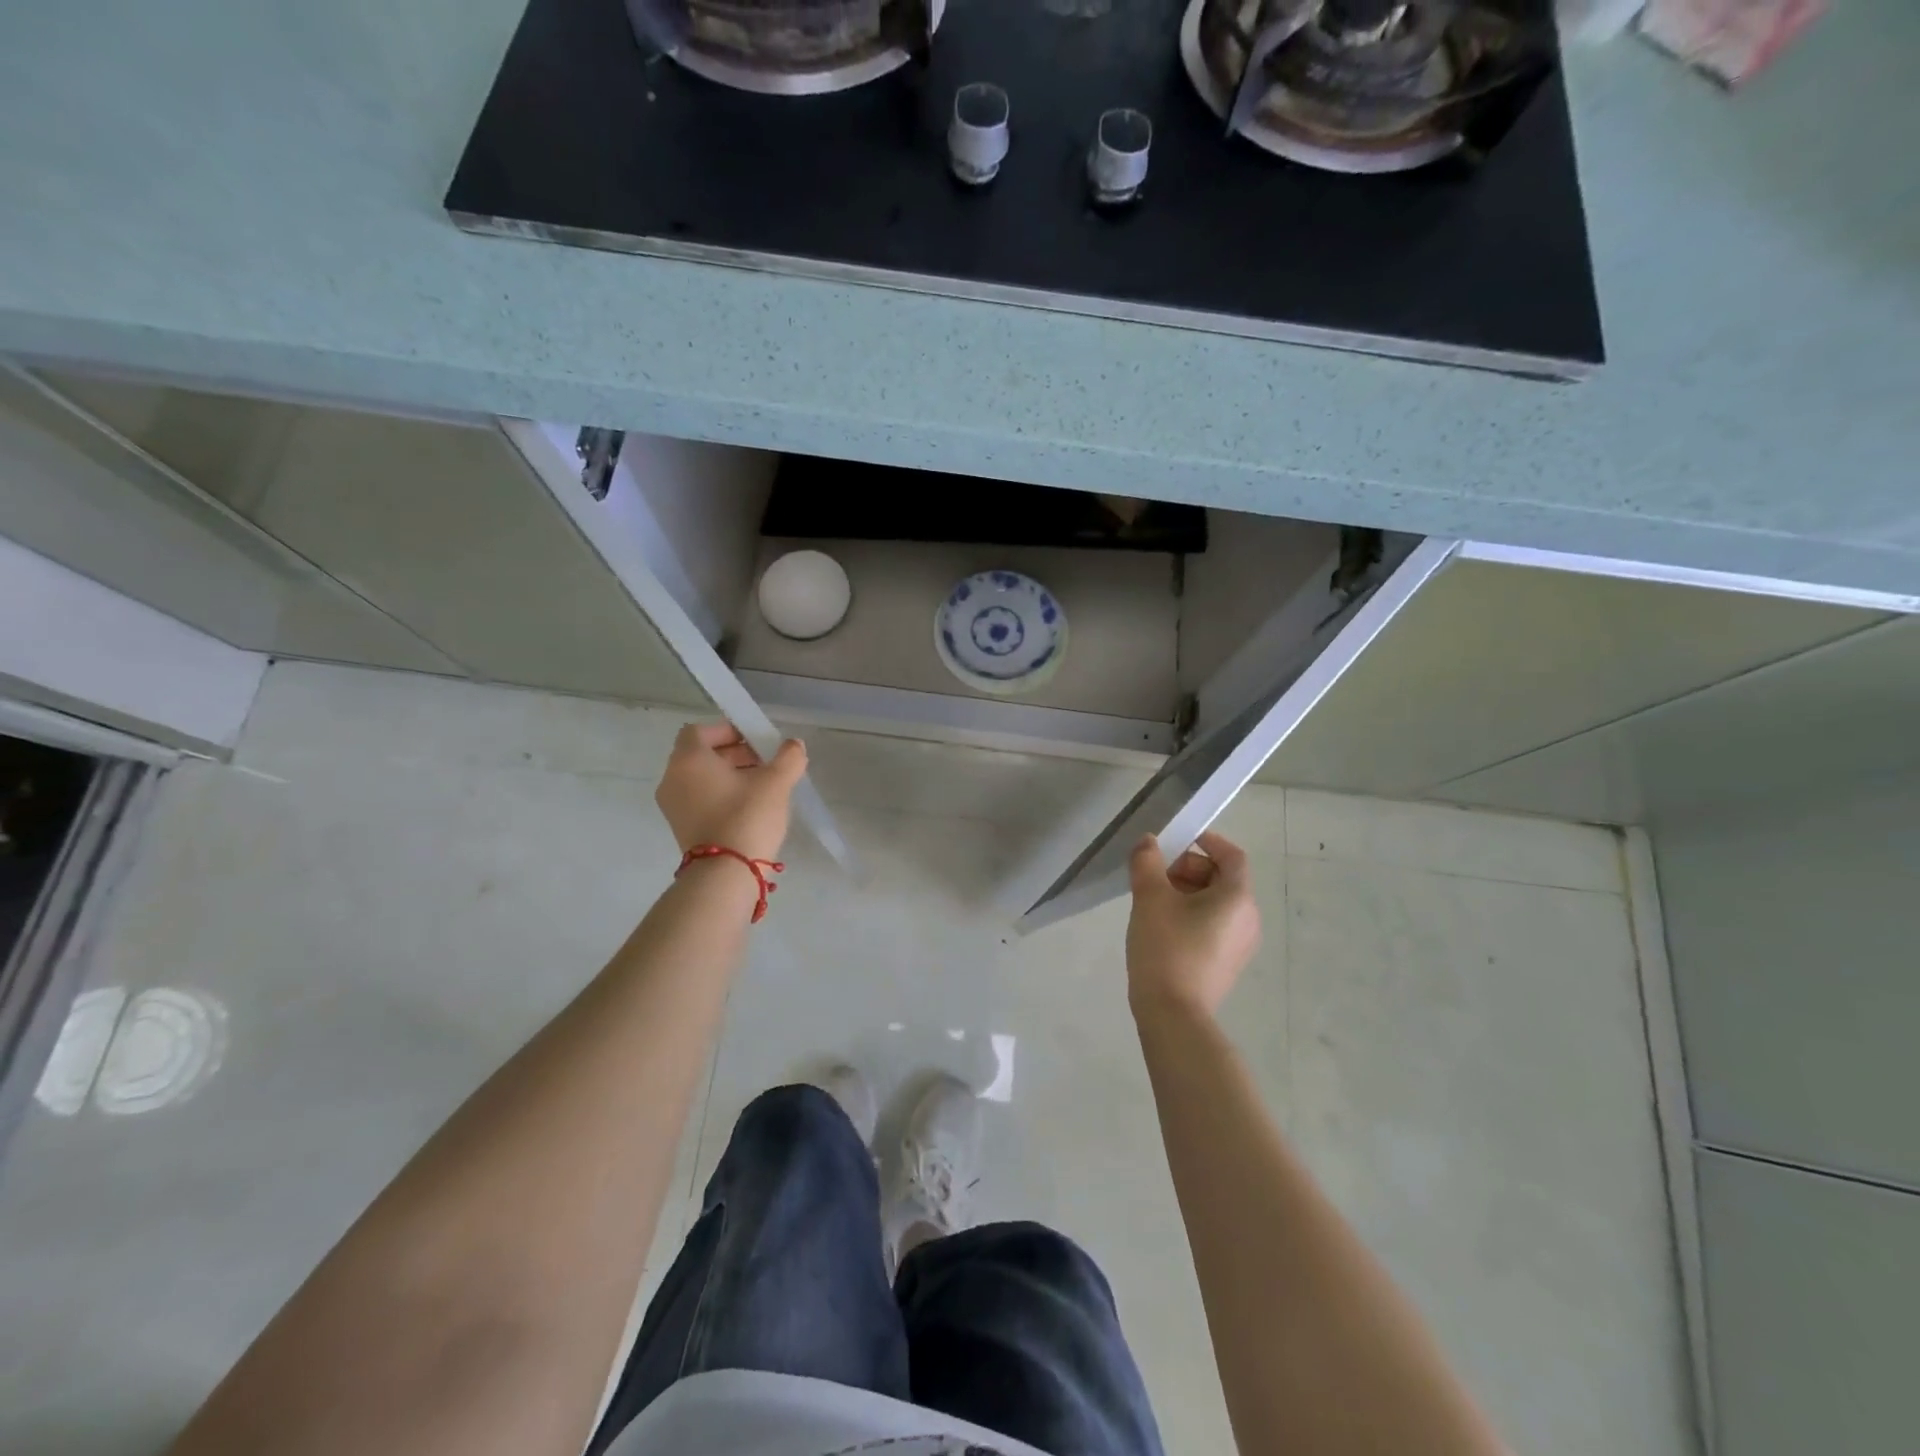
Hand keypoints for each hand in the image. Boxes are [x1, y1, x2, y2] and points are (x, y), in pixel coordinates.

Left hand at [655, 722, 806, 864]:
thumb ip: (788, 757)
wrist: (726, 874)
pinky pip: (699, 799)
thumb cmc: (747, 817)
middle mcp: (673, 779)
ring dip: (729, 775)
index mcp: (689, 760)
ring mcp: (673, 806)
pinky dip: (720, 795)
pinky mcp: (681, 827)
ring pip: (701, 778)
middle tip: (765, 762)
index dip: (727, 730)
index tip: (754, 740)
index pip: (699, 731)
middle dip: (734, 753)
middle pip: (701, 754)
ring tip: (762, 786)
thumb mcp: (776, 783)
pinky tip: (750, 807)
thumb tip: (794, 745)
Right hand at [1126, 830, 1260, 1020]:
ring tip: (1154, 901)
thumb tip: (1149, 842)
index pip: (1232, 856)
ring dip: (1188, 892)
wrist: (1173, 1014)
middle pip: (1223, 878)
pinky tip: (1163, 926)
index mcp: (1237, 898)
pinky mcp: (1228, 964)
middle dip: (1189, 868)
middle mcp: (1248, 919)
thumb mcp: (1150, 898)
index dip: (1208, 841)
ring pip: (1217, 903)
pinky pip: (1214, 925)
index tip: (1178, 841)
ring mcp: (1240, 944)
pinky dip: (1193, 914)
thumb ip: (1147, 862)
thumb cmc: (1166, 948)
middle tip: (1156, 875)